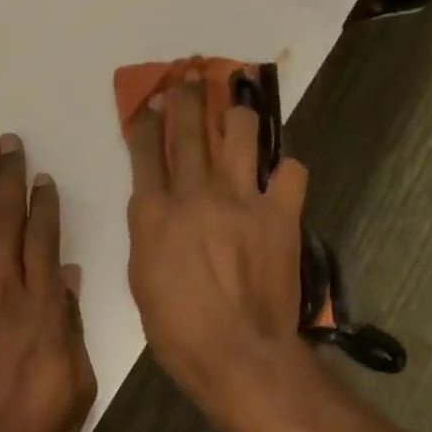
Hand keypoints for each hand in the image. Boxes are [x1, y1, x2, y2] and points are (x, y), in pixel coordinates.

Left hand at [0, 134, 95, 431]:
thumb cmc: (33, 431)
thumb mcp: (77, 384)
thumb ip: (71, 325)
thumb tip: (70, 275)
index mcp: (43, 308)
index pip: (43, 240)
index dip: (43, 203)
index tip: (41, 175)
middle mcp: (4, 293)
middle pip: (5, 223)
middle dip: (8, 179)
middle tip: (7, 142)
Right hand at [124, 75, 326, 431]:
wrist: (239, 356)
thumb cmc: (178, 329)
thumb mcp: (141, 277)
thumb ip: (147, 231)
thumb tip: (155, 203)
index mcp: (154, 211)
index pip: (145, 148)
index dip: (146, 118)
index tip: (148, 100)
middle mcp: (195, 193)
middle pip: (189, 127)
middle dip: (186, 94)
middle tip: (189, 74)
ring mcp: (241, 199)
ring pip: (240, 132)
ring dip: (237, 113)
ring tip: (238, 104)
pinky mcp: (280, 214)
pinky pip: (289, 172)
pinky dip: (284, 169)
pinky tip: (278, 175)